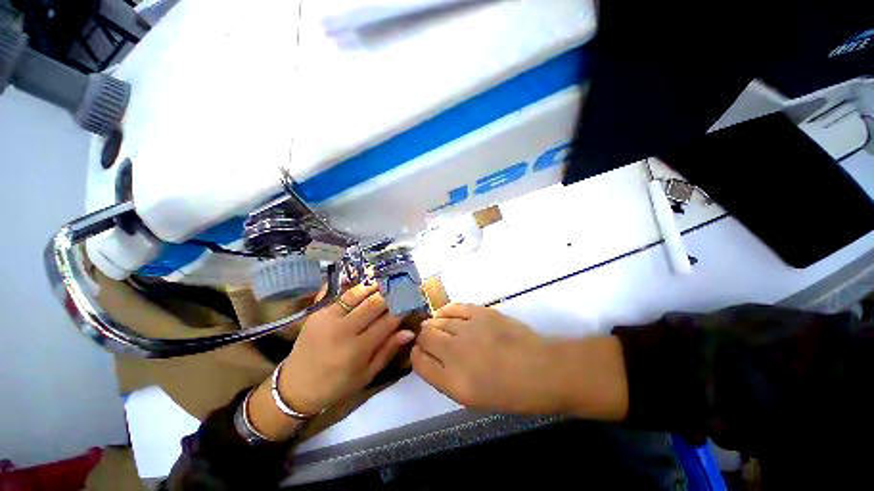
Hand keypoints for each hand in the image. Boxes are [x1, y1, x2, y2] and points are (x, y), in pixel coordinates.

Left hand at [280, 283, 414, 413]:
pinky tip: (362, 280)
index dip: (402, 309)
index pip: (388, 321)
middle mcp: (343, 330)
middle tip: (401, 288)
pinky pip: (337, 293)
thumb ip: (388, 350)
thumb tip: (409, 332)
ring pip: (356, 294)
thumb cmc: (336, 385)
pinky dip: (351, 285)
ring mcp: (327, 318)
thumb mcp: (366, 374)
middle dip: (390, 294)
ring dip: (373, 286)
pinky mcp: (316, 312)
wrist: (296, 386)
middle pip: (373, 304)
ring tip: (385, 281)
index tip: (412, 301)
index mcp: (357, 349)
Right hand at [412, 304, 561, 413]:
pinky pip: (454, 307)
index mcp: (453, 382)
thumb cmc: (510, 392)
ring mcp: (468, 329)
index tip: (419, 352)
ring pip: (437, 321)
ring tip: (436, 326)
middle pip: (425, 337)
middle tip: (428, 338)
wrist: (542, 370)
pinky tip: (445, 314)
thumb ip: (445, 377)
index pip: (418, 362)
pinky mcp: (480, 312)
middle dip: (422, 338)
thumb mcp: (472, 397)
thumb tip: (430, 356)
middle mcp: (455, 353)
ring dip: (433, 324)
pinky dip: (446, 311)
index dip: (416, 355)